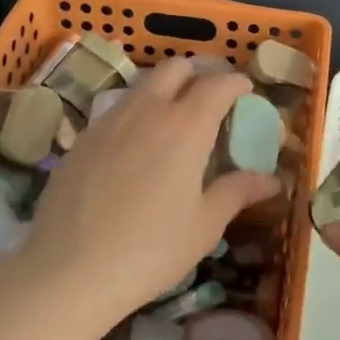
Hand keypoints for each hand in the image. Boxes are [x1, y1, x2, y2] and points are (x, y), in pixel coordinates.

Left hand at [19, 59, 278, 325]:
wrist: (68, 271)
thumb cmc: (150, 249)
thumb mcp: (205, 225)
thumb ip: (237, 192)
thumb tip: (271, 180)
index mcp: (186, 126)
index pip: (218, 84)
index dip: (236, 82)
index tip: (246, 91)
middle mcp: (147, 110)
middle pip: (175, 67)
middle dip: (197, 74)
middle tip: (210, 102)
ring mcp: (109, 121)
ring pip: (143, 85)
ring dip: (165, 91)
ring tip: (174, 125)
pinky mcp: (81, 139)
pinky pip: (117, 111)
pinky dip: (136, 115)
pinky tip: (136, 151)